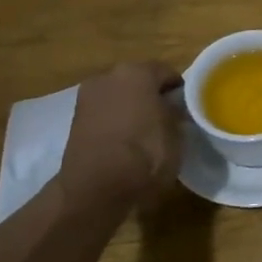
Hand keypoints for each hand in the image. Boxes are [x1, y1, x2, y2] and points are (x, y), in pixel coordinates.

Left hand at [58, 62, 183, 212]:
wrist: (96, 189)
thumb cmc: (145, 154)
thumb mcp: (176, 132)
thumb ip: (176, 111)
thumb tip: (173, 106)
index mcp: (137, 72)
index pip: (166, 73)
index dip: (179, 90)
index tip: (187, 108)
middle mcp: (108, 76)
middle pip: (138, 81)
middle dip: (152, 96)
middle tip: (167, 118)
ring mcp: (87, 98)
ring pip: (119, 97)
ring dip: (132, 108)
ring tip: (146, 132)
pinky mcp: (74, 121)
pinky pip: (104, 114)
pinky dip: (115, 122)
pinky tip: (126, 142)